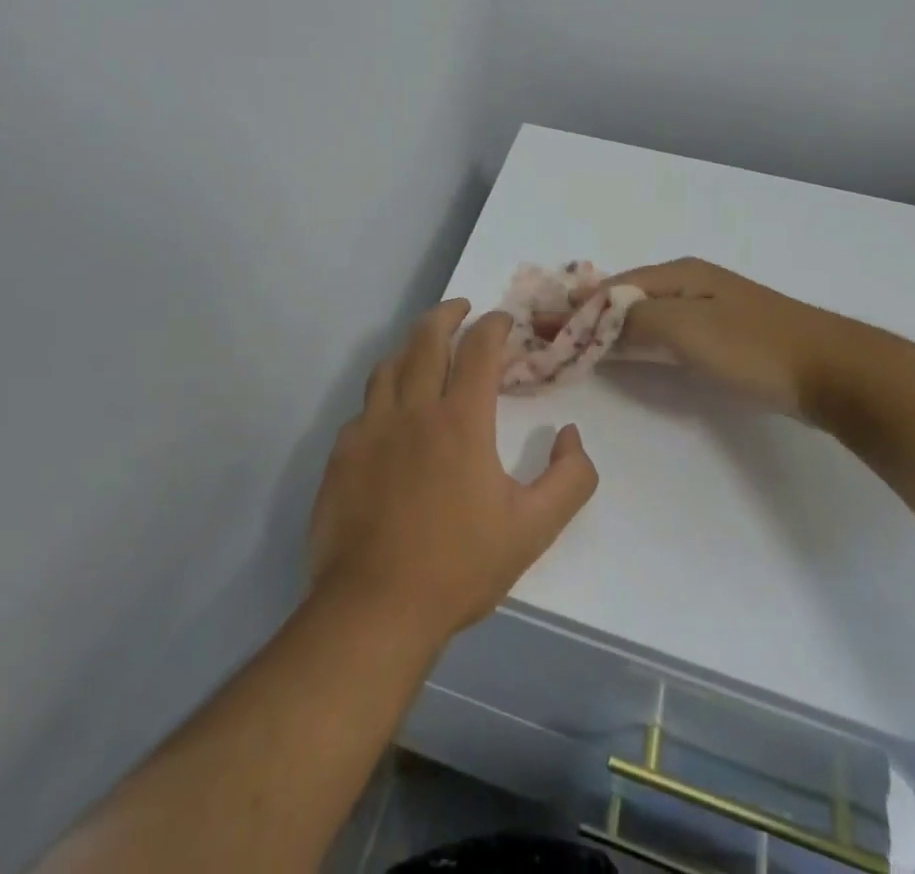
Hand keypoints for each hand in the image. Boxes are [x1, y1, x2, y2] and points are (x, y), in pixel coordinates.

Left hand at [309, 301, 599, 639]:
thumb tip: (571, 435)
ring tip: (424, 344)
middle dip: (448, 314)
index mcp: (461, 420)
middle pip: (427, 339)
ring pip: (389, 364)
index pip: (479, 349)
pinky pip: (365, 406)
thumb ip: (569, 479)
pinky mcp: (342, 452)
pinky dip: (384, 392)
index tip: (503, 320)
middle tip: (462, 308)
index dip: (493, 326)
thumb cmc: (459, 566)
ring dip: (411, 345)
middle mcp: (414, 409)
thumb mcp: (533, 529)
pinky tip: (390, 410)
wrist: (374, 607)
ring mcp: (371, 427)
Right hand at [535, 258, 872, 421]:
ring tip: (573, 343)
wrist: (833, 371)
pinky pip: (663, 336)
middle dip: (585, 315)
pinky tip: (624, 354)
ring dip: (607, 330)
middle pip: (624, 300)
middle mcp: (688, 285)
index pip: (611, 288)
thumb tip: (592, 315)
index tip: (539, 324)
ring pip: (643, 318)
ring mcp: (706, 312)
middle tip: (547, 335)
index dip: (574, 306)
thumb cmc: (754, 345)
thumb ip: (636, 319)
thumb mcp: (687, 327)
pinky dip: (635, 343)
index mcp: (678, 273)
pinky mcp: (721, 340)